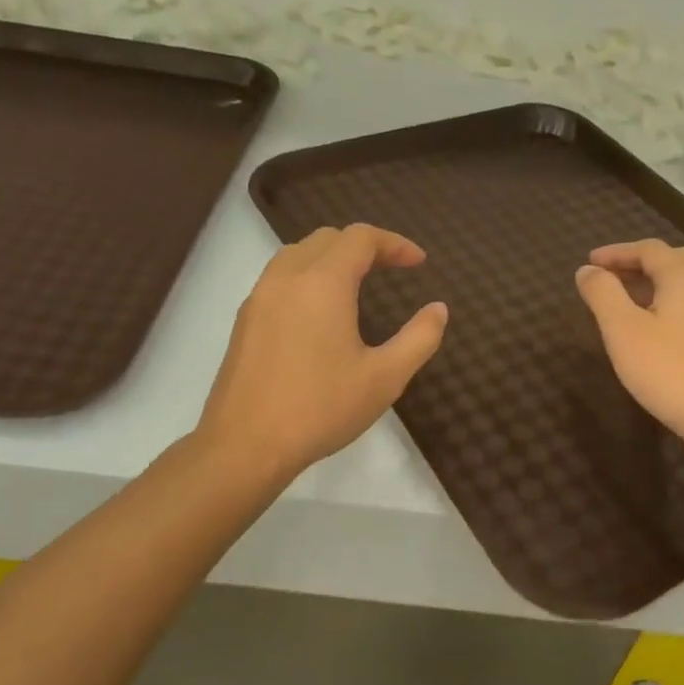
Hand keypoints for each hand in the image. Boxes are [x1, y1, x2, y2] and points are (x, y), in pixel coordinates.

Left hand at [198, 224, 447, 481]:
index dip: (394, 243)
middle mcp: (286, 278)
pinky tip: (320, 312)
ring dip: (331, 257)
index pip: (360, 238)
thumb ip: (419, 338)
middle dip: (364, 246)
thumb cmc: (321, 409)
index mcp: (323, 283)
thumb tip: (438, 309)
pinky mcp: (245, 321)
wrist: (245, 445)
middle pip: (327, 239)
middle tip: (392, 269)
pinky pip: (279, 278)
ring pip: (297, 254)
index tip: (419, 262)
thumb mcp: (385, 378)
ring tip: (357, 283)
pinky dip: (307, 276)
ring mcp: (259, 298)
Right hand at [575, 239, 683, 449]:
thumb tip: (587, 269)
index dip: (616, 252)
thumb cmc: (670, 371)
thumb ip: (602, 294)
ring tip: (627, 302)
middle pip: (672, 260)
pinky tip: (657, 328)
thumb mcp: (623, 330)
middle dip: (637, 264)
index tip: (590, 262)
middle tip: (608, 278)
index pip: (648, 249)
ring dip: (654, 284)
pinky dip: (670, 302)